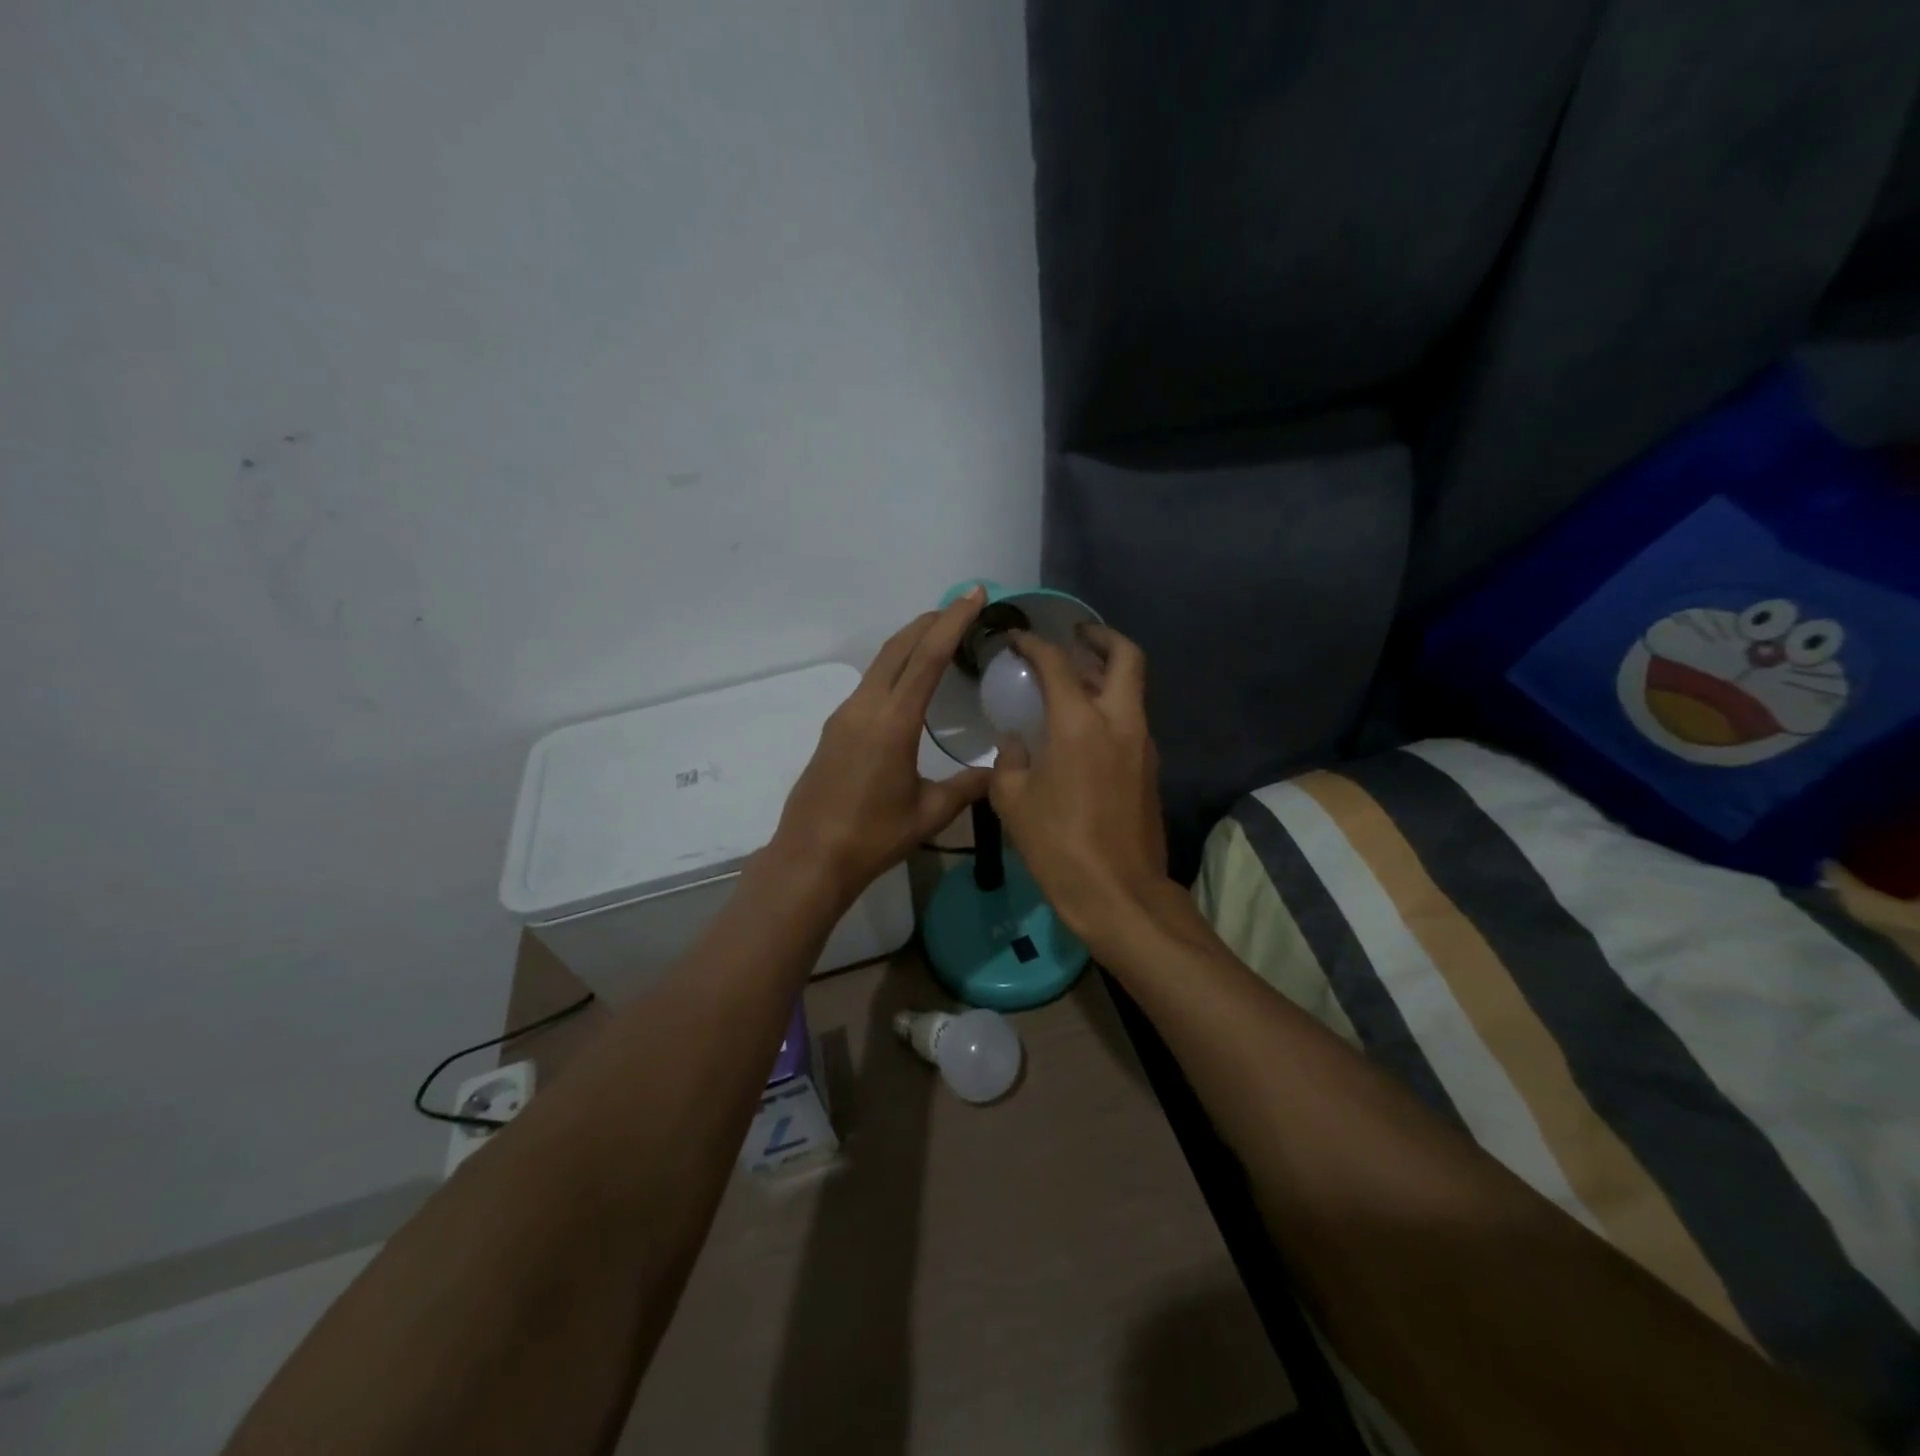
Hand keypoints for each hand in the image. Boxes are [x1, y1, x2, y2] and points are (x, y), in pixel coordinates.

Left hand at [770, 589, 993, 907]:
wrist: (810, 857)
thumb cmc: (873, 837)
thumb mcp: (929, 813)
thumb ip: (968, 787)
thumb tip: (1000, 772)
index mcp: (893, 721)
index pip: (928, 657)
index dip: (953, 622)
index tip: (974, 595)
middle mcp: (865, 707)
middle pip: (899, 648)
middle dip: (931, 621)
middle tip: (961, 607)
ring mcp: (844, 716)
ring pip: (881, 663)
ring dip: (910, 642)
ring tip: (939, 636)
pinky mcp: (834, 729)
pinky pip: (869, 684)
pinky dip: (894, 668)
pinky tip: (908, 683)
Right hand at [990, 624, 1170, 954]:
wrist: (1118, 892)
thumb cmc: (1058, 845)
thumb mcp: (1013, 802)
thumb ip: (1010, 761)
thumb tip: (1017, 743)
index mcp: (1079, 723)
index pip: (1057, 664)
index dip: (1034, 644)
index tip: (1017, 639)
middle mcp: (1119, 721)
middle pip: (1126, 657)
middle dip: (1101, 637)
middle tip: (1075, 636)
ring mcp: (1142, 744)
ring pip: (1133, 689)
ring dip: (1108, 673)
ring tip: (1075, 678)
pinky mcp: (1150, 768)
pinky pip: (1132, 719)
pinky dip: (1111, 706)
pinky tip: (1083, 726)